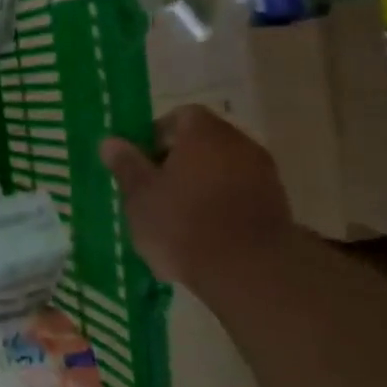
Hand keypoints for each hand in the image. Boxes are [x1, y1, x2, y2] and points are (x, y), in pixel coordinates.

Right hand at [100, 107, 291, 288]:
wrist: (248, 270)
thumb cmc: (183, 223)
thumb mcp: (140, 195)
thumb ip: (126, 164)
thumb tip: (110, 141)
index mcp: (203, 132)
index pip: (178, 117)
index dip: (155, 137)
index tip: (140, 164)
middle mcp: (238, 142)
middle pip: (202, 143)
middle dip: (178, 163)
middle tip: (154, 193)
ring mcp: (263, 173)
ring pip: (221, 170)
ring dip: (201, 186)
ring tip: (178, 219)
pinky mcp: (277, 204)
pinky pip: (239, 195)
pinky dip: (222, 206)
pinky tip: (205, 235)